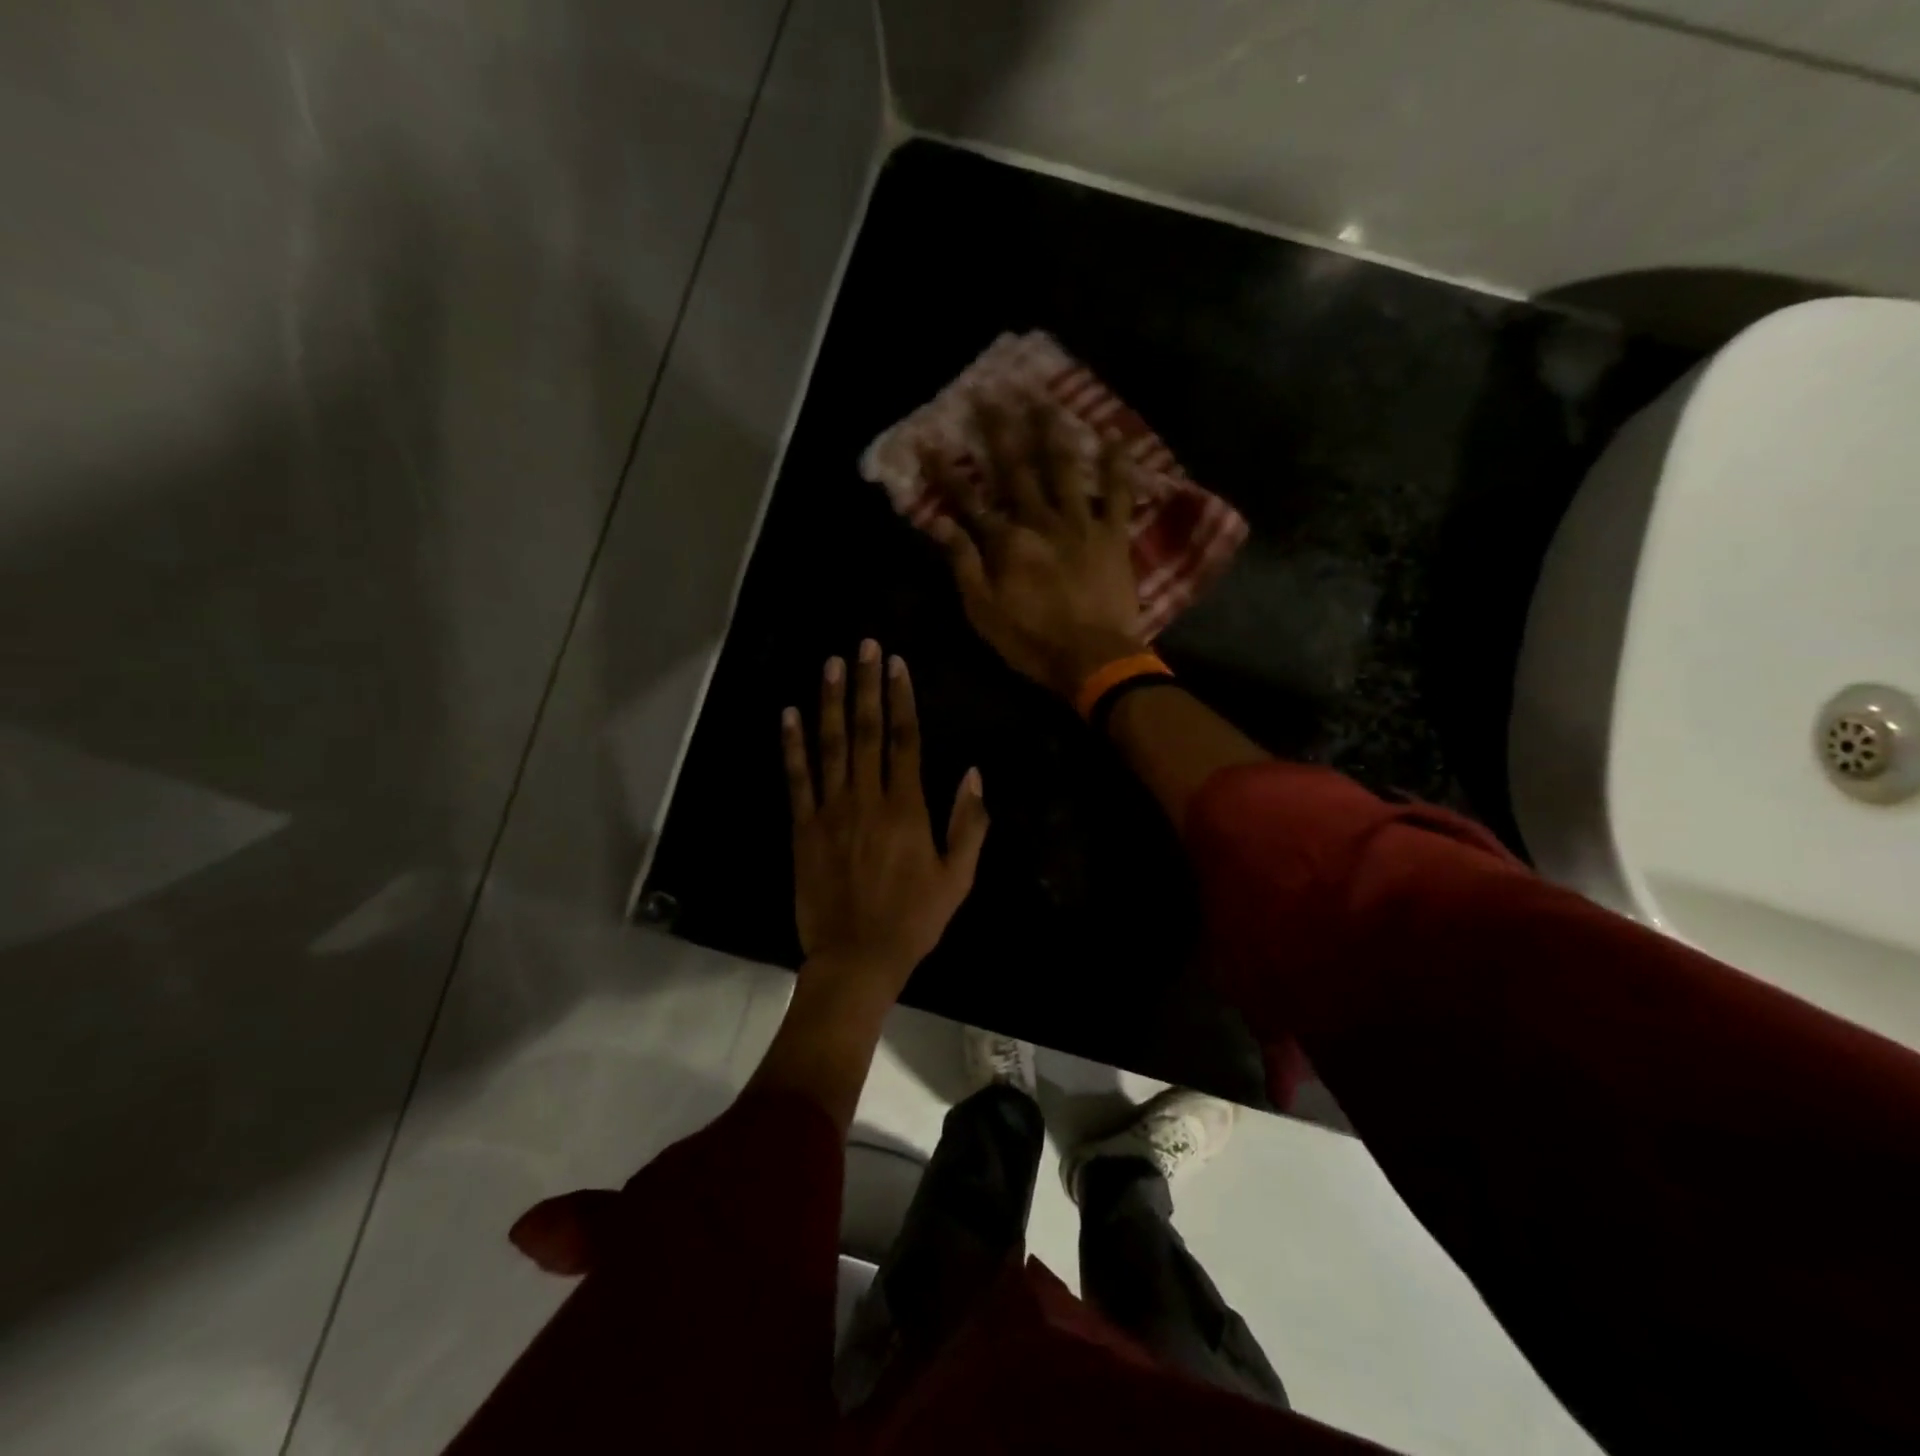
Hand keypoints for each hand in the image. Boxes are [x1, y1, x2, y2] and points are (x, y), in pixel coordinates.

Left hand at [782, 640, 988, 985]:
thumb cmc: (914, 920)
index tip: (897, 665)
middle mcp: (866, 800)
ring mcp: (830, 813)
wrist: (856, 958)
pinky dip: (792, 746)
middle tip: (864, 646)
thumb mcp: (958, 878)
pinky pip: (796, 780)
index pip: (904, 740)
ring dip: (830, 702)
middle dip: (866, 685)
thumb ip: (968, 824)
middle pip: (866, 732)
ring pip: (830, 746)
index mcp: (906, 810)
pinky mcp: (803, 829)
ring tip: (831, 664)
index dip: (901, 699)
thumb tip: (973, 773)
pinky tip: (789, 714)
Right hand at [925, 396, 1147, 698]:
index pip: (968, 500)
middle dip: (999, 430)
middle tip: (991, 393)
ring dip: (1051, 431)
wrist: (1093, 658)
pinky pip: (1116, 493)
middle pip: (1015, 469)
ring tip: (1043, 398)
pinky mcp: (1113, 535)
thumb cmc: (1031, 641)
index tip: (930, 440)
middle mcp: (1040, 521)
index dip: (947, 471)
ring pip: (1063, 468)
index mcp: (1006, 542)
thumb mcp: (983, 610)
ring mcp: (1080, 524)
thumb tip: (939, 523)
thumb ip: (963, 563)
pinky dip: (1115, 465)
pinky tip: (1112, 436)